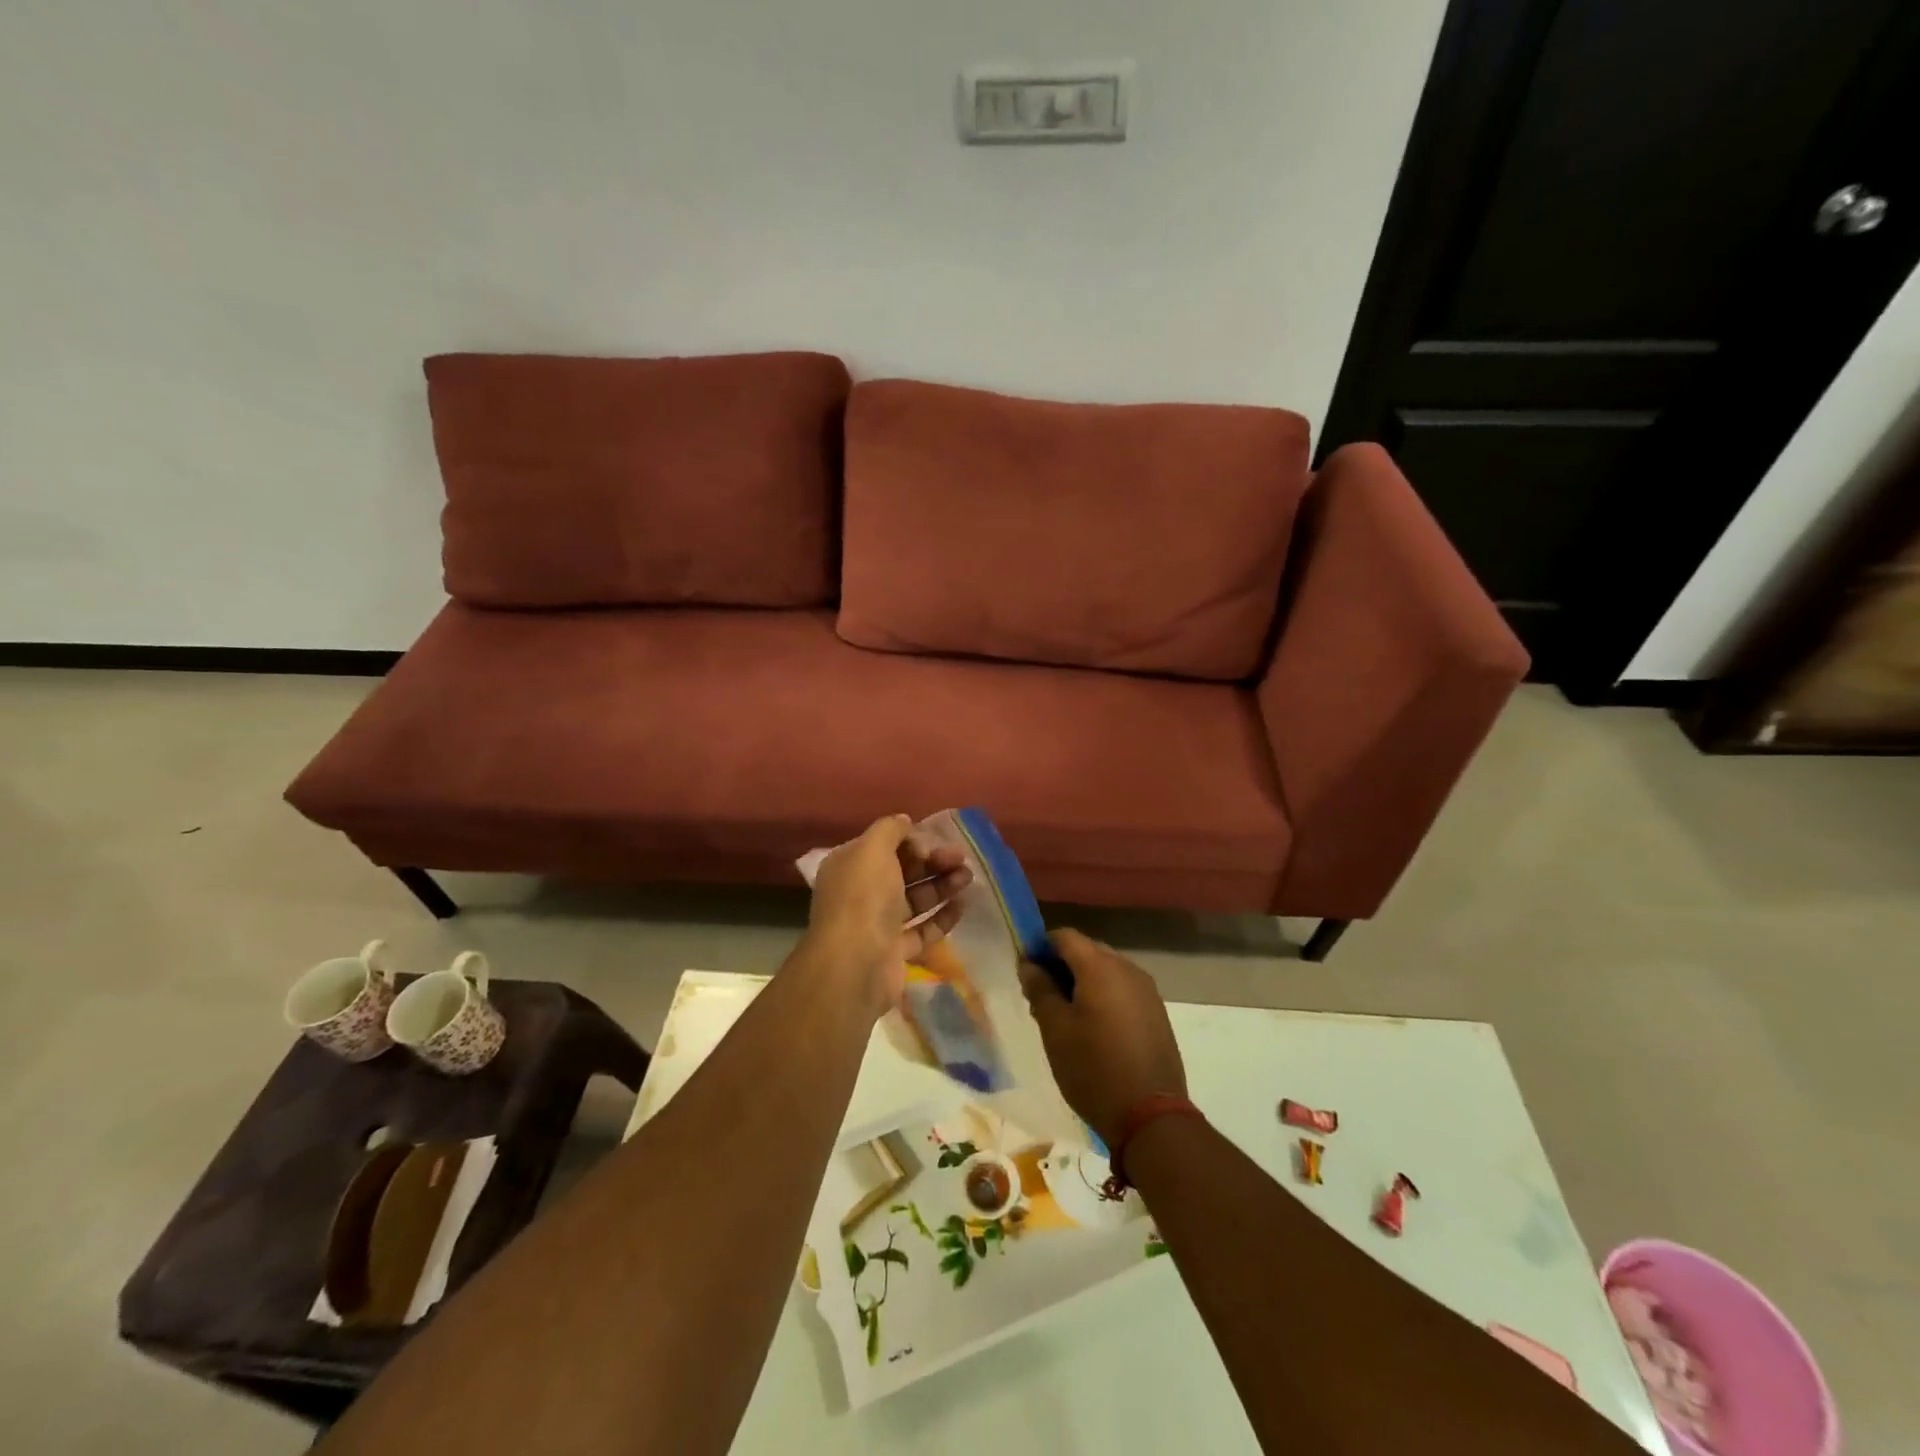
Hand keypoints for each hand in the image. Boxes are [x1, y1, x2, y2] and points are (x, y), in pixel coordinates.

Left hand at [804, 814, 970, 1015]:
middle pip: (902, 871)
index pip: (883, 846)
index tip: (934, 842)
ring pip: (914, 899)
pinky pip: (922, 930)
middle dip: (932, 862)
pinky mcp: (895, 952)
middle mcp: (860, 893)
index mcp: (849, 866)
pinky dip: (941, 917)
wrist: (856, 964)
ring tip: (968, 878)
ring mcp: (877, 924)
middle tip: (960, 858)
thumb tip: (904, 820)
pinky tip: (962, 906)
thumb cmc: (863, 897)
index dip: (911, 841)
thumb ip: (890, 829)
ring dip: (941, 886)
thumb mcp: (873, 849)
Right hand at [1018, 930, 1186, 1147]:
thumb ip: (1040, 989)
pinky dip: (1103, 995)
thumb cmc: (1093, 1069)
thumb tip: (1029, 964)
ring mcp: (1147, 990)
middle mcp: (1127, 968)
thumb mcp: (1055, 1030)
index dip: (1040, 947)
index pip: (1064, 936)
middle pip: (1087, 950)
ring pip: (1106, 970)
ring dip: (1083, 981)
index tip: (1025, 972)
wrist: (1151, 1115)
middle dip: (1061, 965)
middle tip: (1041, 996)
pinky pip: (1123, 989)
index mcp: (1100, 966)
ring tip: (1065, 1015)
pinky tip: (1093, 1026)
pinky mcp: (1156, 1012)